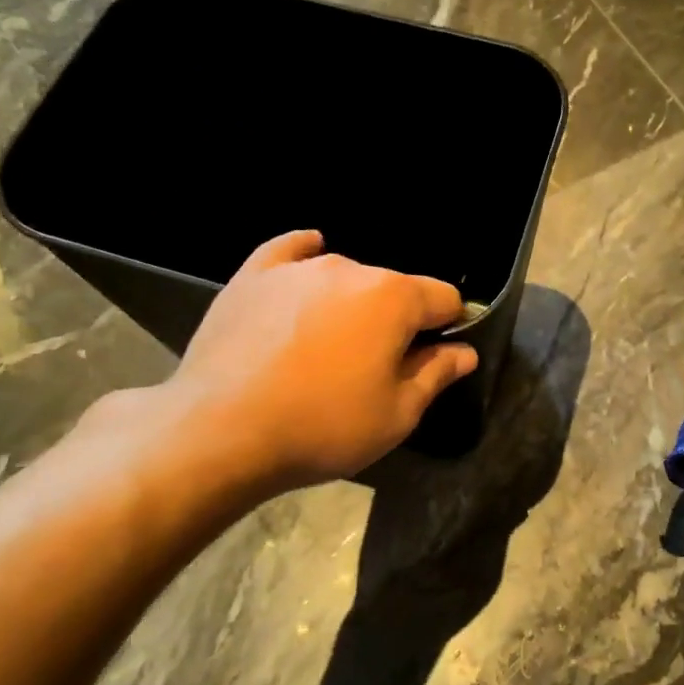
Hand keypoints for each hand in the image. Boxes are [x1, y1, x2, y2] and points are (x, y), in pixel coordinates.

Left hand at [97, 231, 477, 521]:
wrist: (219, 431)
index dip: (449, 326)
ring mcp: (298, 269)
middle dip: (397, 320)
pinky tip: (308, 258)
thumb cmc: (322, 426)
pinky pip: (290, 252)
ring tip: (329, 347)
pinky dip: (304, 257)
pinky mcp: (253, 276)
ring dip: (352, 304)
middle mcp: (350, 268)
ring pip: (346, 277)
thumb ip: (436, 374)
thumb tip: (464, 352)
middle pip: (394, 288)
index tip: (434, 357)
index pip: (444, 298)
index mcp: (394, 298)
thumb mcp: (396, 415)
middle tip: (376, 367)